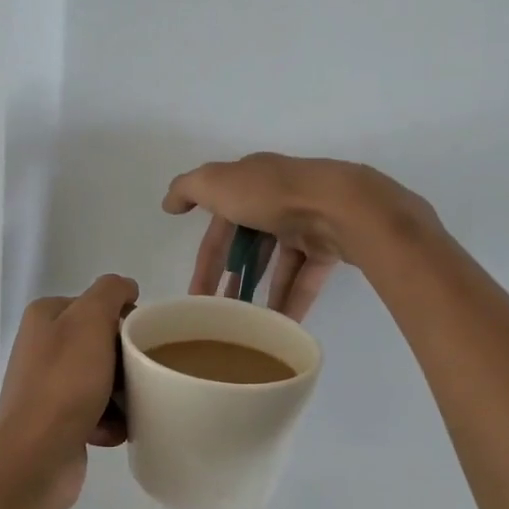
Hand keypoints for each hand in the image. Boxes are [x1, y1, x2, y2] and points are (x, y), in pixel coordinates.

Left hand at [0, 274, 138, 508]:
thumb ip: (110, 292)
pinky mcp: (57, 421)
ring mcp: (48, 386)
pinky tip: (116, 430)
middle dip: (126, 360)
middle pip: (102, 343)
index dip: (124, 318)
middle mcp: (42, 347)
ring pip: (103, 379)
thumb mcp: (91, 320)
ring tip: (134, 405)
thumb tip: (126, 287)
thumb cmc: (66, 383)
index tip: (142, 339)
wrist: (36, 456)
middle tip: (143, 373)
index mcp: (45, 317)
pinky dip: (110, 421)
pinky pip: (96, 412)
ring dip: (122, 393)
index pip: (97, 304)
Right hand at [162, 154, 428, 319]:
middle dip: (234, 279)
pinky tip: (281, 325)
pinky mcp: (330, 246)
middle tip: (221, 313)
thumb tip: (168, 203)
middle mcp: (278, 200)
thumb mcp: (217, 183)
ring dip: (263, 292)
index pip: (220, 224)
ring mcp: (307, 223)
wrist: (340, 205)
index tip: (195, 295)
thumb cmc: (272, 194)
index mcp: (251, 182)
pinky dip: (293, 300)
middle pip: (250, 245)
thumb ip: (188, 189)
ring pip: (279, 263)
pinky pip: (306, 278)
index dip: (206, 259)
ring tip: (250, 324)